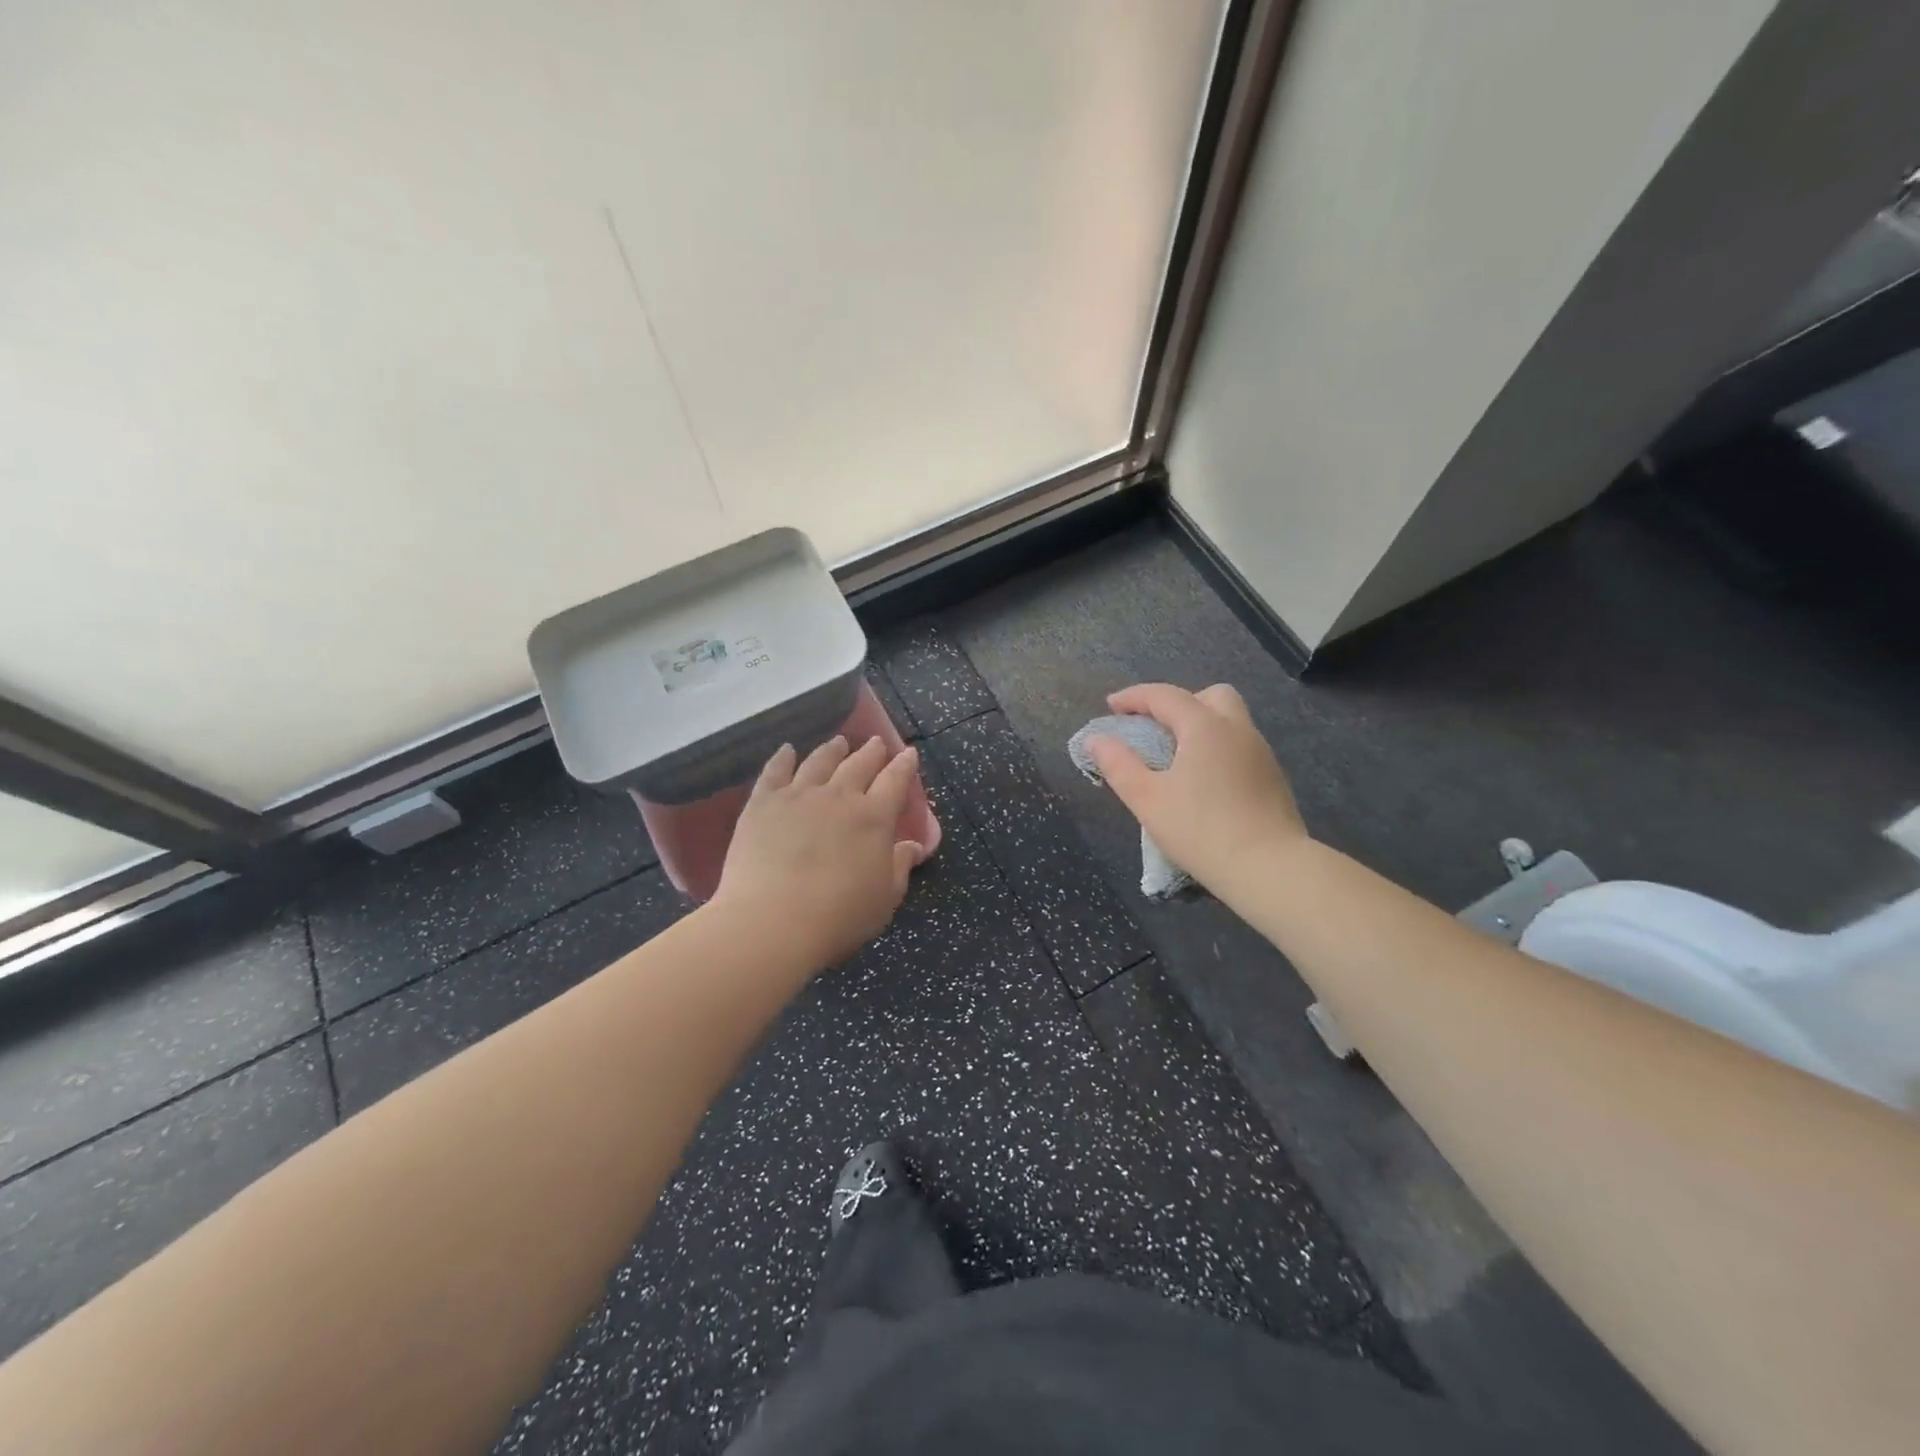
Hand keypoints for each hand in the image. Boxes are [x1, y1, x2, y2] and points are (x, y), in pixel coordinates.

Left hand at [714, 735, 925, 968]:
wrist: (772, 921)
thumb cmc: (838, 917)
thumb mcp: (884, 898)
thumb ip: (900, 867)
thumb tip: (913, 846)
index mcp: (874, 817)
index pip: (895, 781)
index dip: (904, 766)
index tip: (908, 753)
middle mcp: (839, 796)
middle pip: (859, 764)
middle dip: (871, 752)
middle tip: (877, 743)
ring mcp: (798, 795)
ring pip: (819, 761)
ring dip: (832, 750)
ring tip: (839, 742)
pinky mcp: (763, 803)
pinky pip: (775, 771)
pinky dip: (783, 758)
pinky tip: (787, 750)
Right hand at [1087, 683, 1306, 890]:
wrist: (1270, 869)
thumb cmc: (1201, 830)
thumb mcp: (1147, 799)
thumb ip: (1118, 765)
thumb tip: (1096, 740)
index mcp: (1206, 727)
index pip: (1165, 696)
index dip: (1134, 697)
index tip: (1110, 707)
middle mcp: (1238, 730)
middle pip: (1210, 696)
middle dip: (1178, 703)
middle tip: (1155, 728)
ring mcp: (1261, 754)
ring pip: (1230, 721)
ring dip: (1199, 726)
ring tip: (1174, 757)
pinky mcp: (1273, 779)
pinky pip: (1239, 747)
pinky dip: (1216, 749)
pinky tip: (1203, 782)